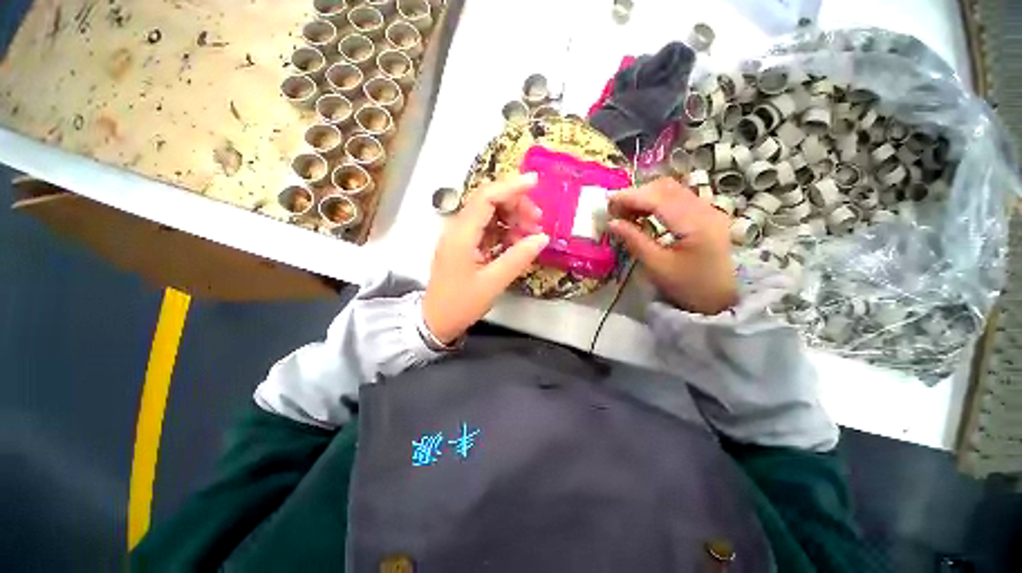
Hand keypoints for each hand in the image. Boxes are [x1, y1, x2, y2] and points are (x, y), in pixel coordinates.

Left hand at [423, 173, 549, 343]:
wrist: (436, 320)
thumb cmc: (461, 304)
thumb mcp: (493, 283)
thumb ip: (518, 258)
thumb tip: (542, 238)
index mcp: (461, 234)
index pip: (486, 198)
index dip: (510, 187)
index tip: (535, 182)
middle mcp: (458, 228)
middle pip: (488, 201)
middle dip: (516, 205)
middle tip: (537, 221)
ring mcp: (460, 236)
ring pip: (489, 214)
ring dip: (512, 218)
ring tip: (531, 234)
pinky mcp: (465, 245)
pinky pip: (487, 229)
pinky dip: (505, 231)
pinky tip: (517, 242)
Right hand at [608, 177, 736, 314]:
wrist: (725, 298)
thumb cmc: (689, 285)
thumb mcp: (657, 266)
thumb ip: (634, 240)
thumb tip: (612, 223)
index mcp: (694, 222)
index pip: (657, 198)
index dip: (629, 197)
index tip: (607, 204)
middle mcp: (704, 208)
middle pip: (665, 187)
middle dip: (636, 194)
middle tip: (615, 210)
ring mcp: (708, 209)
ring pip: (672, 189)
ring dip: (646, 196)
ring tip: (626, 212)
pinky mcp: (707, 214)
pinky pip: (678, 197)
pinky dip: (657, 201)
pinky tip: (645, 214)